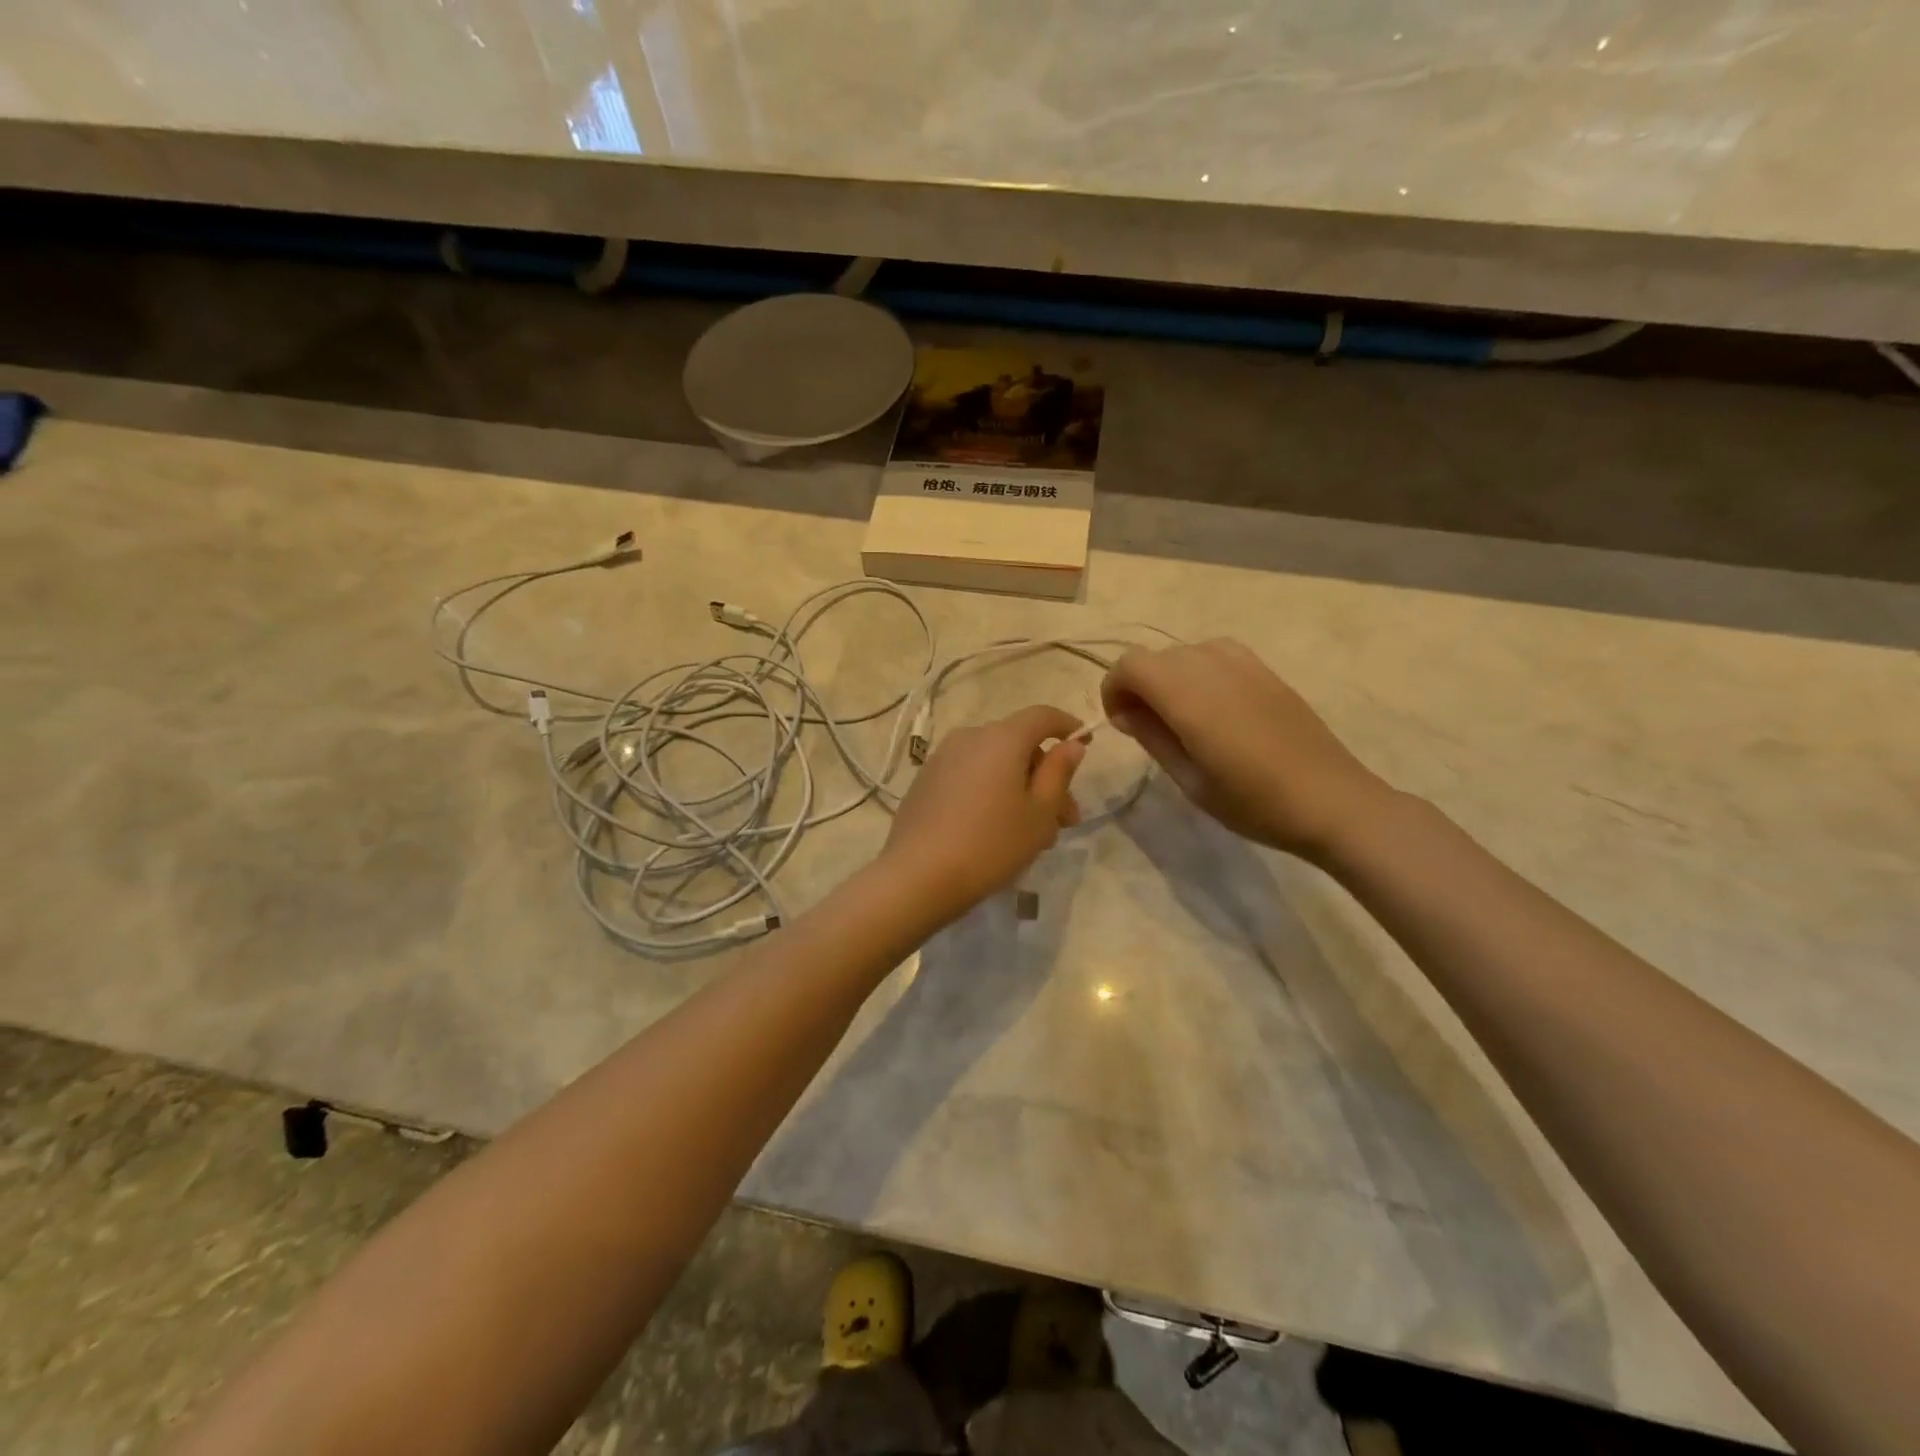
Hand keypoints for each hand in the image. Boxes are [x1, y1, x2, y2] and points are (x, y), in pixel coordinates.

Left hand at [881, 705, 1085, 924]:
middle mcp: (970, 737)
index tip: (1084, 744)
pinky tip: (996, 831)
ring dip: (1020, 789)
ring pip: (994, 764)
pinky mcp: (925, 782)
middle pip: (1019, 744)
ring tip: (1033, 835)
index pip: (1042, 715)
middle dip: (1046, 776)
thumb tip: (1070, 745)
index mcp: (1002, 738)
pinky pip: (970, 776)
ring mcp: (942, 759)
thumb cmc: (991, 844)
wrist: (917, 876)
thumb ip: (1059, 773)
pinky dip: (991, 792)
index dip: (1067, 726)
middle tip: (1065, 820)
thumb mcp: (1039, 813)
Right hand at [1101, 639, 1389, 861]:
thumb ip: (1152, 737)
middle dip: (1139, 686)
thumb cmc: (1254, 802)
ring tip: (1181, 718)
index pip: (1130, 665)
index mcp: (1188, 695)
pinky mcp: (1265, 670)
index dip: (1114, 690)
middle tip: (1147, 729)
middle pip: (1154, 657)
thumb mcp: (1190, 780)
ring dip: (1169, 678)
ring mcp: (1243, 663)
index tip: (1121, 724)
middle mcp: (1212, 666)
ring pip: (1184, 653)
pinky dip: (1198, 673)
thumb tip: (1126, 712)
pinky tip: (1214, 709)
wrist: (1332, 800)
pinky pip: (1215, 655)